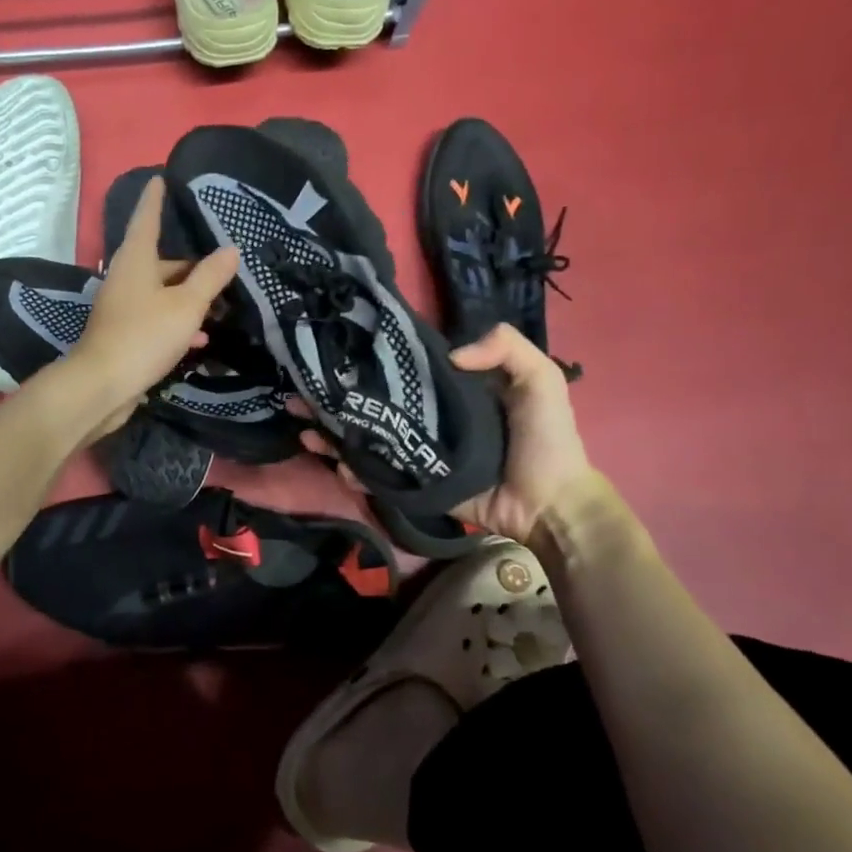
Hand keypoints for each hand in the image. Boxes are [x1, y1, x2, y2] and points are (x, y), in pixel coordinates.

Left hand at [66, 176, 238, 440]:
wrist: (102, 386)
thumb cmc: (144, 336)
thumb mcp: (186, 305)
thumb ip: (210, 277)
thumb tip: (230, 250)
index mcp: (136, 260)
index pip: (146, 218)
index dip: (156, 199)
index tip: (161, 178)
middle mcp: (126, 278)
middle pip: (161, 261)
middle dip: (191, 265)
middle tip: (223, 266)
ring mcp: (123, 307)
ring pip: (162, 293)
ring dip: (189, 298)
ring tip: (221, 305)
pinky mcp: (125, 334)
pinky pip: (157, 318)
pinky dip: (178, 322)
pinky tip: (200, 338)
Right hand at [292, 322, 589, 542]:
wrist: (551, 504)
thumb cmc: (545, 439)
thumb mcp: (540, 379)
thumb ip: (505, 347)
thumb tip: (448, 352)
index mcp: (450, 391)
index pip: (402, 370)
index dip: (371, 361)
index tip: (338, 350)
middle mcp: (427, 418)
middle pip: (373, 404)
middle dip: (335, 398)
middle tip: (300, 391)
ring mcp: (417, 453)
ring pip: (366, 438)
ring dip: (331, 432)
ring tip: (300, 422)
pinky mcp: (414, 484)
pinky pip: (378, 475)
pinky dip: (351, 470)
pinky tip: (333, 462)